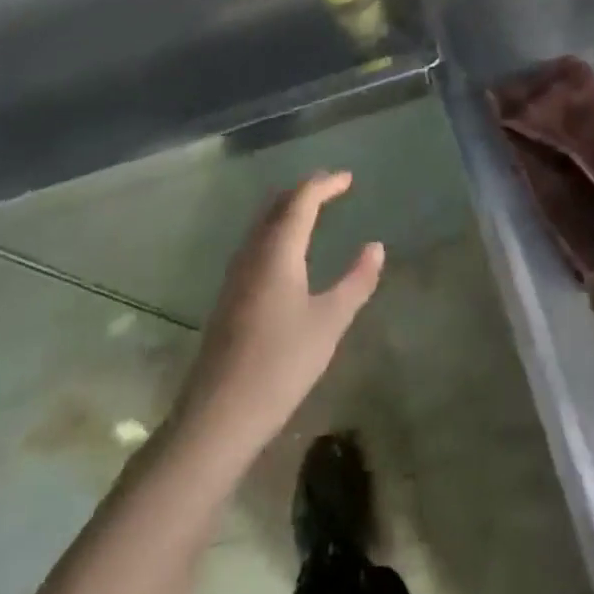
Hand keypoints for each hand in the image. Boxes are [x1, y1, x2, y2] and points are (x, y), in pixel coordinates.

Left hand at [169, 171, 384, 462]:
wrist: (218, 415)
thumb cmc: (281, 364)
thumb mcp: (329, 322)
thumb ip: (356, 281)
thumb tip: (375, 246)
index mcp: (278, 251)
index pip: (301, 201)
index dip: (325, 185)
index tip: (349, 178)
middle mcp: (253, 254)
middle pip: (277, 206)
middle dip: (304, 191)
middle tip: (332, 188)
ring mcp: (236, 275)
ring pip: (262, 225)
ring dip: (288, 209)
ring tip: (314, 211)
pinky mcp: (229, 296)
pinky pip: (256, 244)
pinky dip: (277, 231)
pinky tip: (288, 252)